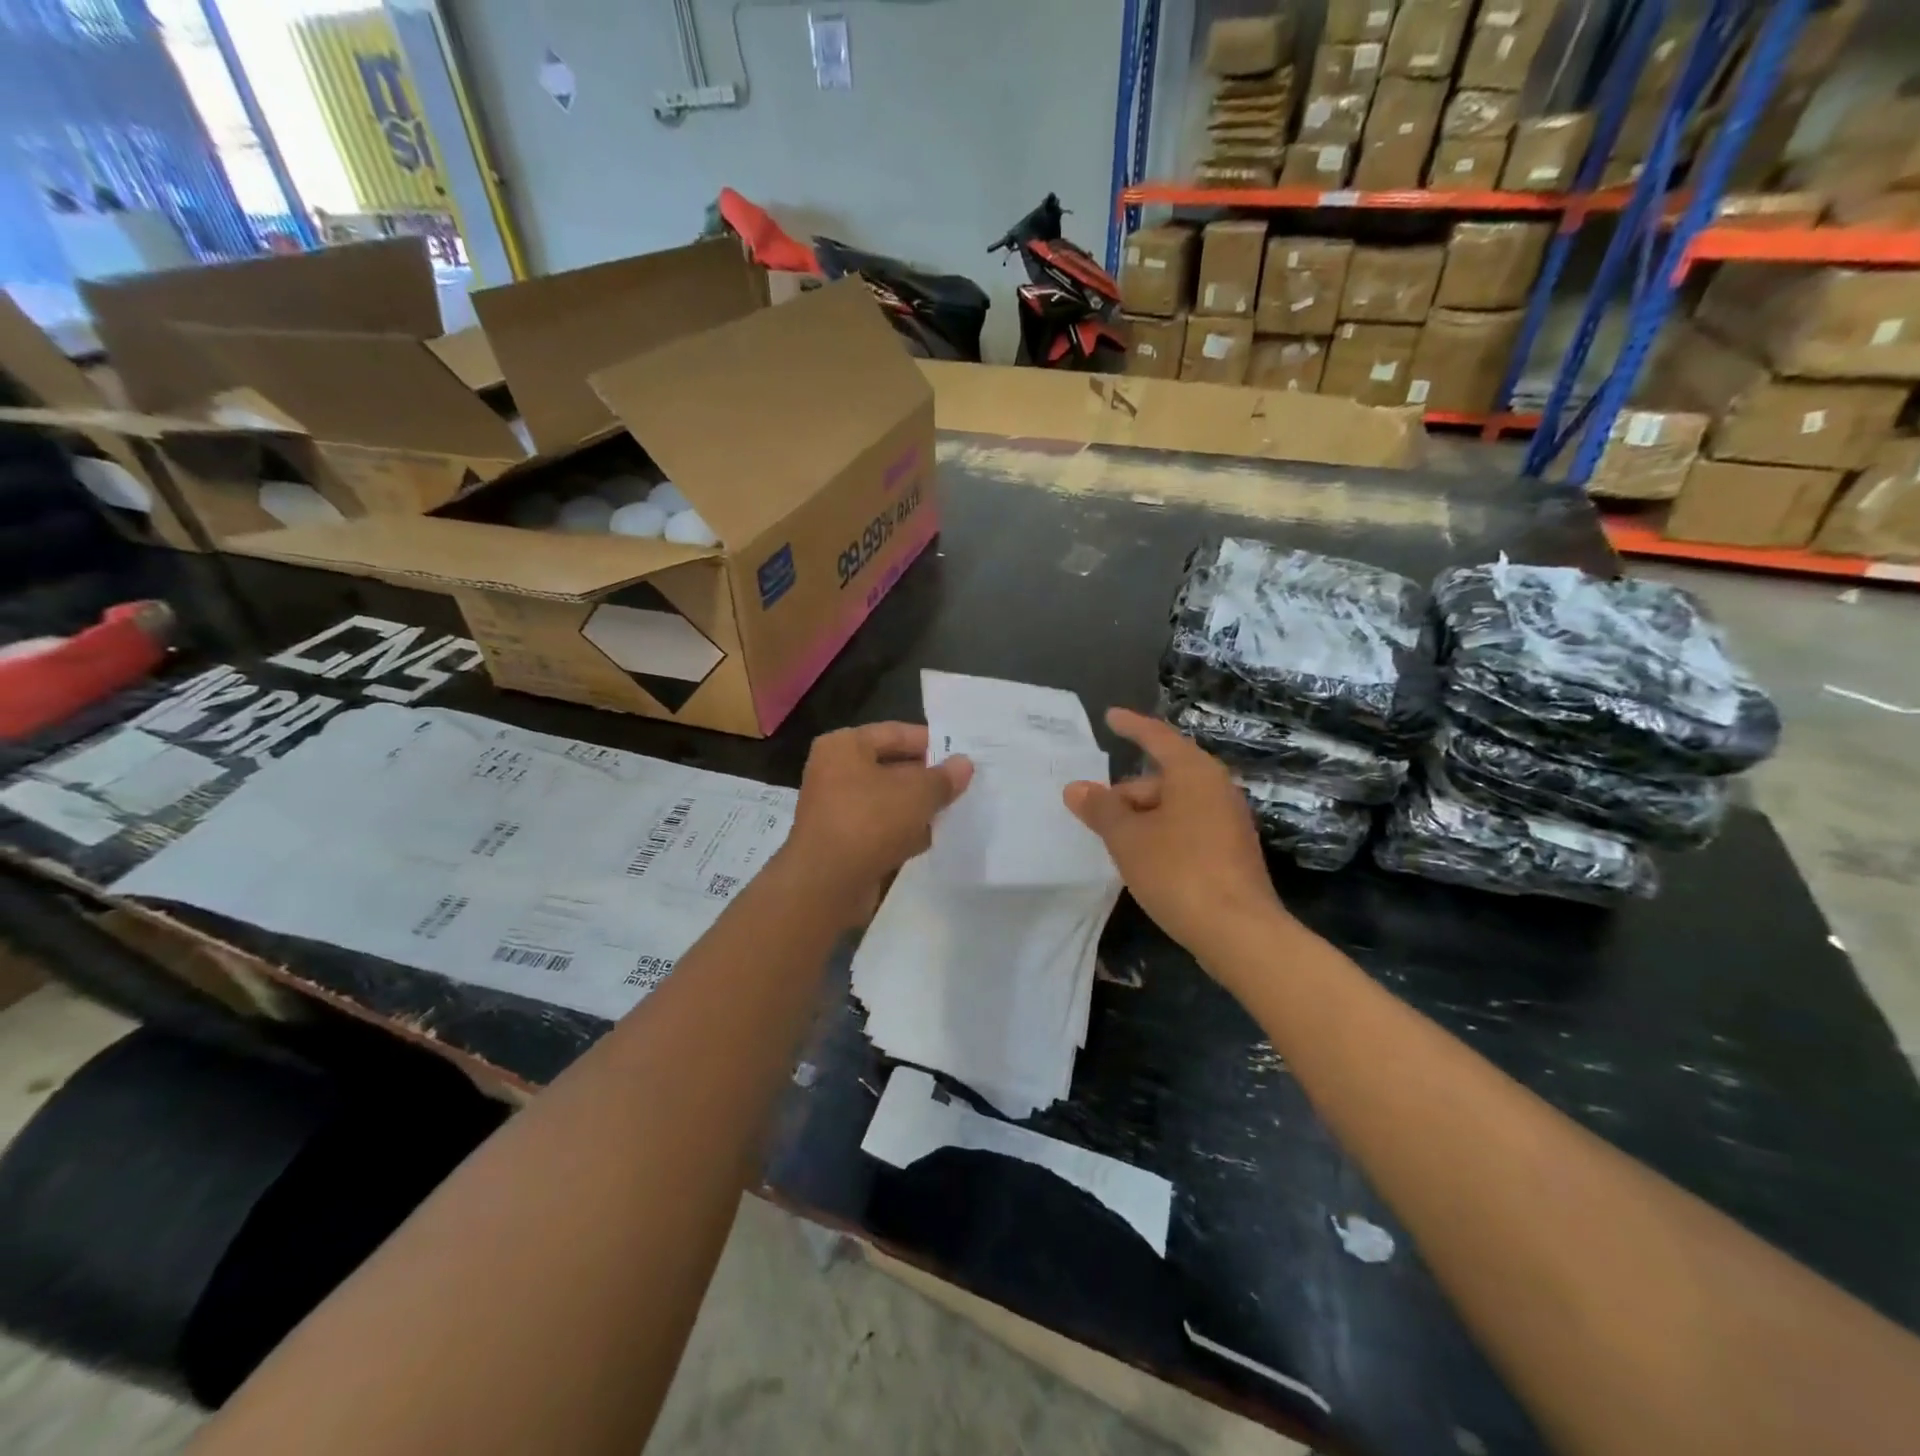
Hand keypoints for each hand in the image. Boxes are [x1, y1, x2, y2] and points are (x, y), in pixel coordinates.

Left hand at [782, 723, 971, 920]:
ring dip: (917, 807)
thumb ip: (944, 777)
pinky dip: (902, 832)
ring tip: (953, 812)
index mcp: (844, 745)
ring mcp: (836, 808)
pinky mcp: (842, 840)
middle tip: (963, 786)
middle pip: (892, 767)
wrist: (828, 883)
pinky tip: (930, 840)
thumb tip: (964, 764)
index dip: (932, 743)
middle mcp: (834, 771)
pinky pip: (880, 827)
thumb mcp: (918, 793)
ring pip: (888, 800)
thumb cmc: (871, 821)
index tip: (962, 756)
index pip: (896, 733)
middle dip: (927, 778)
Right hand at [1064, 708, 1289, 963]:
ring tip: (1112, 840)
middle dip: (1127, 791)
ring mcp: (1228, 821)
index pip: (1157, 737)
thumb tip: (1076, 788)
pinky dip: (1161, 833)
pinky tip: (1142, 859)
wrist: (1239, 932)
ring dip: (1142, 817)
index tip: (1109, 716)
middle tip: (1093, 812)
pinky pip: (1187, 827)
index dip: (1131, 726)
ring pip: (1175, 805)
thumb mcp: (1127, 838)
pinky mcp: (1231, 851)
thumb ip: (1100, 808)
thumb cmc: (1178, 872)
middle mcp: (1216, 789)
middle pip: (1163, 776)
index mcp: (1194, 773)